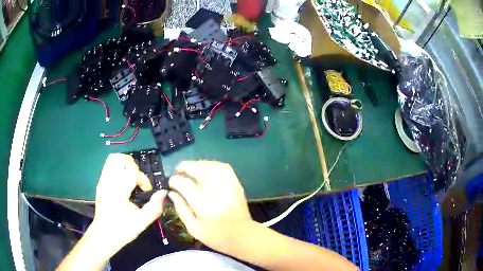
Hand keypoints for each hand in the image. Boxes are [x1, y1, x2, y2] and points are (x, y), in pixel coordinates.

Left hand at [90, 153, 166, 254]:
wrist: (104, 235)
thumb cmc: (122, 230)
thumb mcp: (141, 222)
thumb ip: (154, 207)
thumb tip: (163, 193)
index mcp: (117, 191)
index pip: (132, 173)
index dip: (143, 180)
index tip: (147, 192)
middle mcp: (108, 182)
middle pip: (120, 159)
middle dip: (133, 166)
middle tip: (139, 181)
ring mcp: (102, 181)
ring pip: (112, 159)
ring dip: (126, 164)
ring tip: (132, 178)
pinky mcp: (101, 183)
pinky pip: (109, 166)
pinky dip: (119, 168)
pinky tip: (124, 183)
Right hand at [168, 161, 252, 249]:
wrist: (244, 235)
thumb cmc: (217, 236)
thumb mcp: (193, 228)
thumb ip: (180, 208)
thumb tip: (171, 193)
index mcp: (201, 201)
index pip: (182, 182)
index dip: (173, 181)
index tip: (170, 184)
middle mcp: (213, 188)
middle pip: (195, 168)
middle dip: (182, 168)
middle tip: (177, 173)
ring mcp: (226, 183)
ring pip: (207, 164)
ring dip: (195, 165)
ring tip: (188, 170)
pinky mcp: (235, 182)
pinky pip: (221, 166)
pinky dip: (210, 165)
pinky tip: (204, 169)